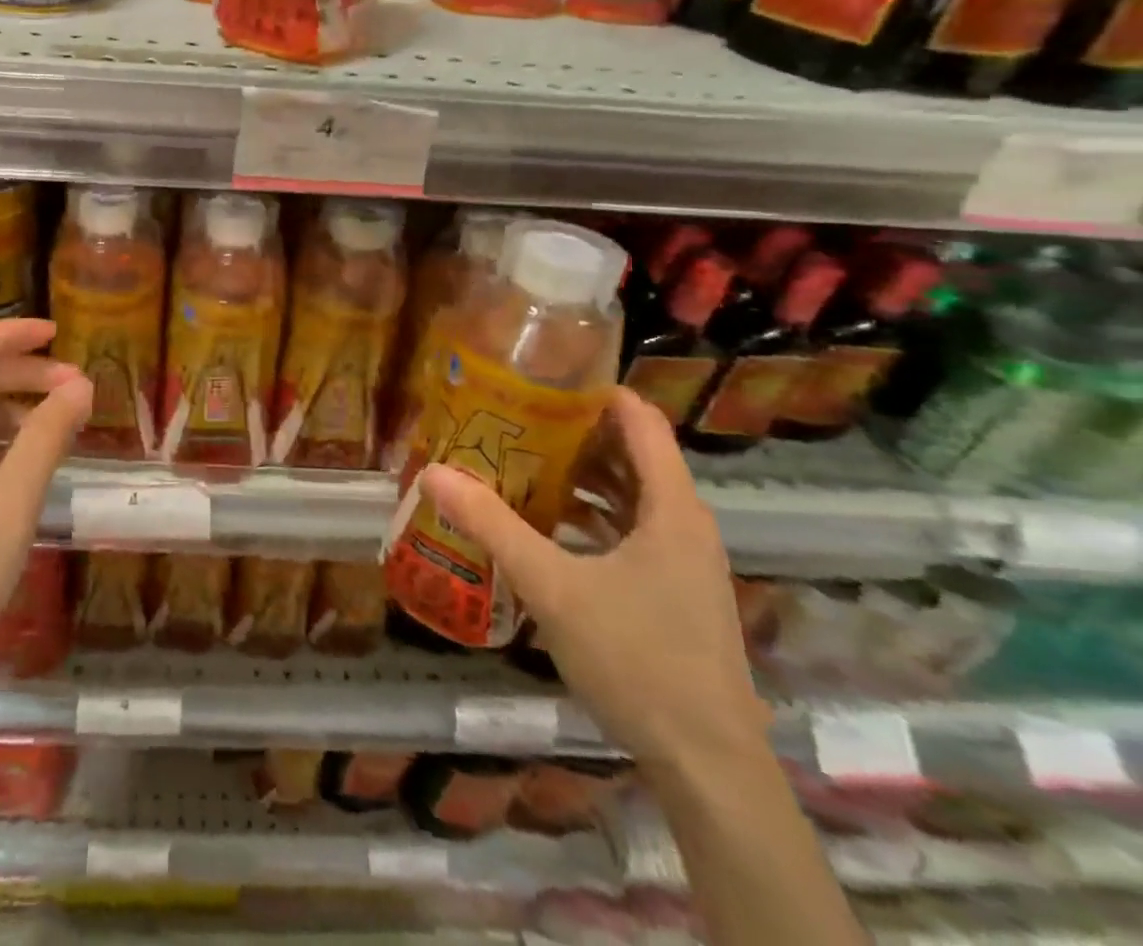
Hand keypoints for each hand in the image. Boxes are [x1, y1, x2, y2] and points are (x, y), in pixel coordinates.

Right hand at [419, 387, 769, 767]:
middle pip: (632, 453)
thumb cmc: (637, 661)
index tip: (539, 376)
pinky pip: (630, 529)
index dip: (594, 390)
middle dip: (574, 431)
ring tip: (519, 458)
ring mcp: (682, 559)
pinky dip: (591, 514)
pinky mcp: (673, 590)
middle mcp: (684, 522)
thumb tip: (434, 473)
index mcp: (671, 507)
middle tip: (513, 415)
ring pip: (630, 493)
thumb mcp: (552, 586)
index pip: (640, 419)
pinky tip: (545, 522)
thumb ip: (492, 526)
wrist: (707, 765)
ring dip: (580, 474)